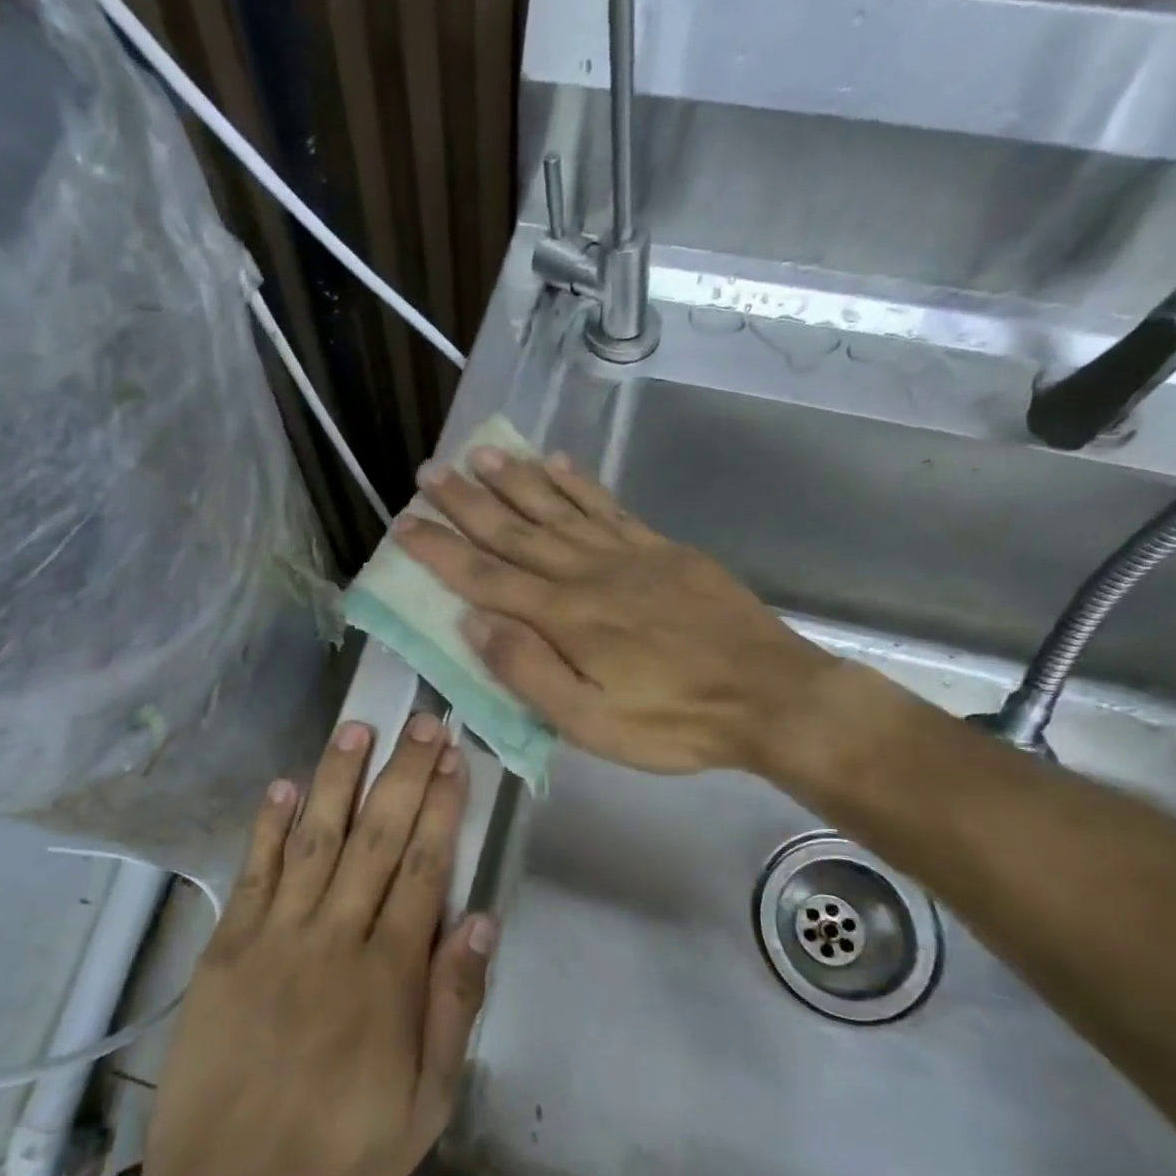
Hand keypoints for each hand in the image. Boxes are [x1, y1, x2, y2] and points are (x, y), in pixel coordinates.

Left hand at [126, 715, 496, 1175]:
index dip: (441, 807)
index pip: (423, 868)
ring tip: (358, 728)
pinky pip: (253, 873)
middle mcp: (333, 939)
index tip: (454, 757)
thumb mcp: (425, 1105)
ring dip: (338, 779)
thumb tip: (483, 921)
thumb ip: (454, 1007)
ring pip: (316, 841)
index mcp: (387, 976)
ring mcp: (273, 937)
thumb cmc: (339, 1155)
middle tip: (421, 720)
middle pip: (376, 839)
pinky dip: (269, 826)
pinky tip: (285, 785)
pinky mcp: (226, 948)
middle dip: (402, 774)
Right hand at [396, 446, 835, 774]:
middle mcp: (587, 573)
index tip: (405, 524)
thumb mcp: (591, 722)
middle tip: (431, 473)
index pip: (485, 577)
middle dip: (468, 502)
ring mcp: (628, 556)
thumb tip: (473, 623)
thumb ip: (528, 671)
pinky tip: (559, 464)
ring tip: (482, 454)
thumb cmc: (674, 722)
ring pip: (559, 509)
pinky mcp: (663, 551)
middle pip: (515, 531)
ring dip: (516, 480)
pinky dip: (580, 484)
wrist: (770, 696)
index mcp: (564, 617)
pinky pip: (611, 508)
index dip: (441, 550)